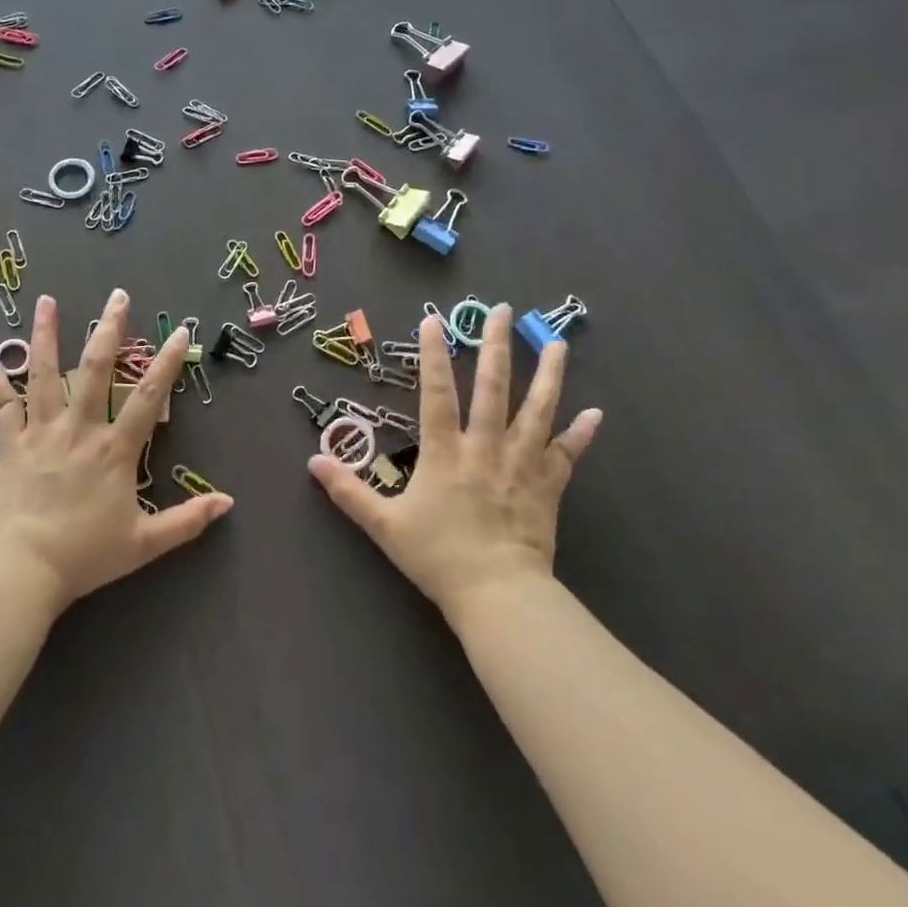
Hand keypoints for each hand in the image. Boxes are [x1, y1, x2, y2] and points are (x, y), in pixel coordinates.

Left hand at [0, 289, 232, 613]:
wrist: (21, 570)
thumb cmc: (85, 555)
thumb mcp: (145, 544)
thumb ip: (187, 521)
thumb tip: (228, 503)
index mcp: (114, 449)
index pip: (147, 396)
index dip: (167, 362)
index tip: (181, 331)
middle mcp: (79, 429)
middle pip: (94, 368)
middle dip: (109, 329)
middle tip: (117, 295)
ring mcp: (40, 432)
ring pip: (44, 374)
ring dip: (46, 335)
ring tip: (47, 301)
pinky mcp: (9, 445)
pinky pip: (2, 406)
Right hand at [308, 304, 599, 618]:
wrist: (498, 595)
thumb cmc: (438, 557)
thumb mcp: (384, 526)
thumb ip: (348, 492)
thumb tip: (312, 462)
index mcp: (444, 452)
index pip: (437, 394)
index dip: (434, 356)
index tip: (434, 321)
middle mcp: (485, 448)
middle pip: (494, 389)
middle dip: (497, 347)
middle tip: (503, 311)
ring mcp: (520, 465)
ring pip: (537, 411)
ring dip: (549, 375)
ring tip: (558, 343)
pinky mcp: (547, 487)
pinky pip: (566, 455)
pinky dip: (580, 435)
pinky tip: (595, 414)